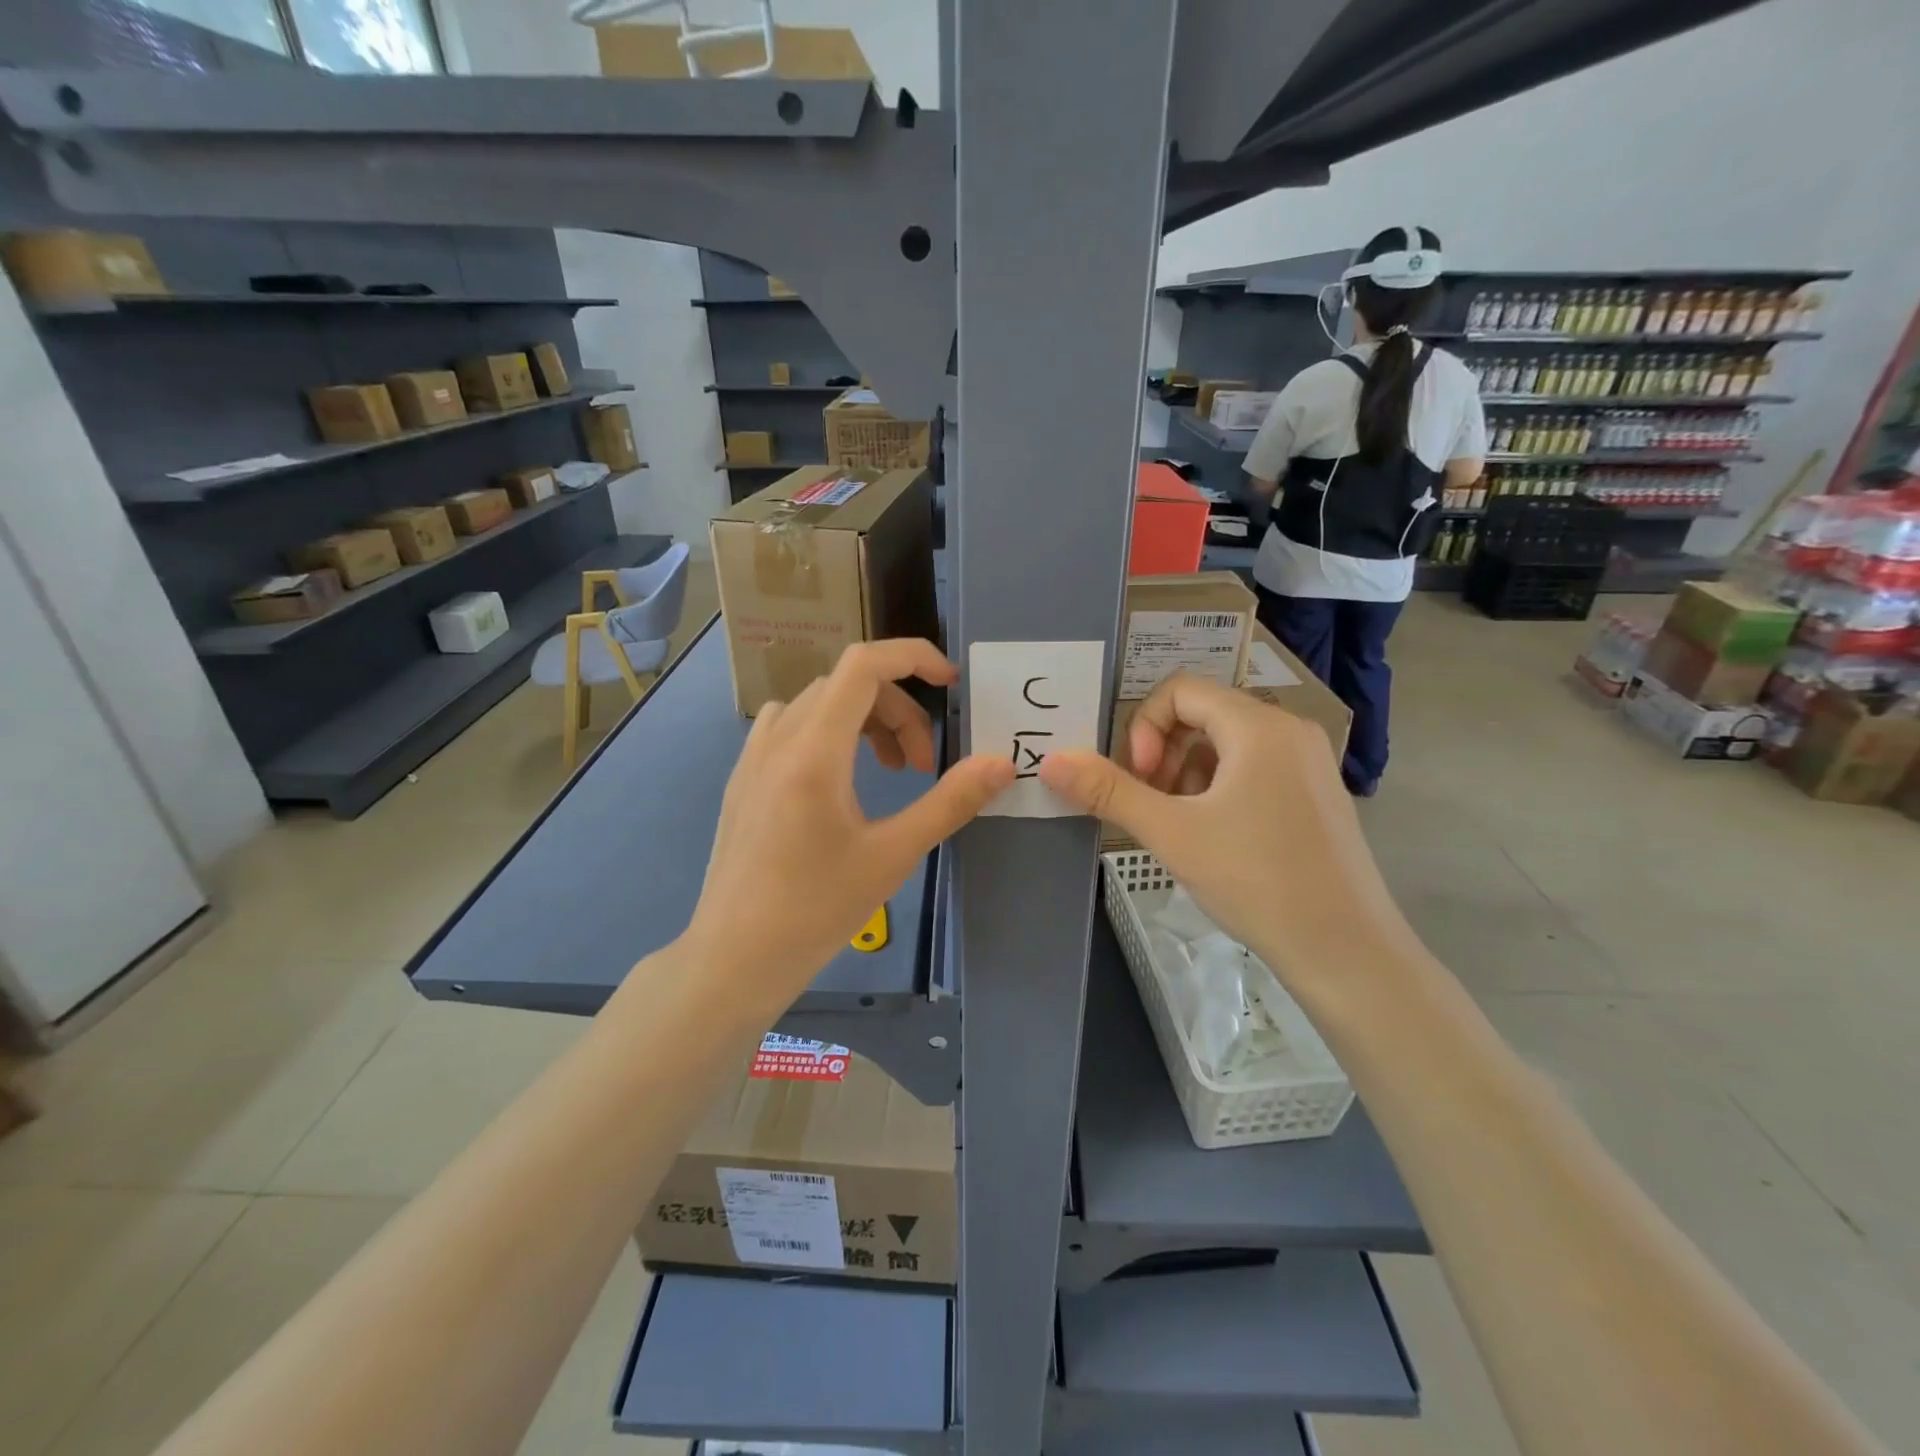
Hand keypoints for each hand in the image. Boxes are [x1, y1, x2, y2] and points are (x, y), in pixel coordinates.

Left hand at [682, 640, 1014, 1015]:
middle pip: (847, 685)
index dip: (913, 658)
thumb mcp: (893, 855)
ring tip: (888, 771)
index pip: (864, 665)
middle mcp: (778, 738)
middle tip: (922, 767)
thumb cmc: (816, 909)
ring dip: (864, 720)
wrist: (734, 958)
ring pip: (818, 704)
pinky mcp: (743, 780)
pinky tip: (839, 781)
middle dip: (898, 711)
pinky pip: (790, 726)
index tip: (950, 683)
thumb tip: (1002, 764)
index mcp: (814, 749)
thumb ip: (950, 801)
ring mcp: (753, 757)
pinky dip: (829, 732)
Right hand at [1038, 673, 1408, 999]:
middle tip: (1150, 803)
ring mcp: (1309, 762)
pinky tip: (1215, 838)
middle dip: (1163, 753)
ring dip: (1188, 773)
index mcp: (1258, 726)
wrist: (1346, 950)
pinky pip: (1255, 768)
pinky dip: (1220, 788)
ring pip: (1228, 744)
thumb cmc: (1255, 880)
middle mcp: (1289, 730)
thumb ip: (1108, 791)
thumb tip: (1051, 761)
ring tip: (1180, 826)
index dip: (1144, 727)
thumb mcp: (1171, 833)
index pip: (1180, 690)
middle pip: (1204, 714)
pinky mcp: (1317, 794)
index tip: (1139, 779)